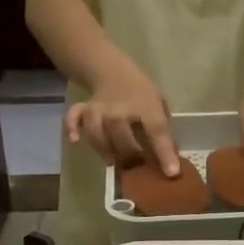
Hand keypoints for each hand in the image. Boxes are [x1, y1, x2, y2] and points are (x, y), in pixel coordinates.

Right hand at [66, 63, 180, 175]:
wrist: (112, 71)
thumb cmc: (141, 92)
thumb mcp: (160, 104)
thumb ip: (164, 128)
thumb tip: (169, 159)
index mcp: (146, 106)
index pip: (156, 131)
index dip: (164, 153)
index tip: (171, 173)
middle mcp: (121, 109)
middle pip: (124, 140)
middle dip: (132, 158)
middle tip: (136, 167)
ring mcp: (99, 110)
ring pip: (100, 136)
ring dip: (107, 152)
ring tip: (114, 161)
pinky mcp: (84, 111)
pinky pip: (74, 119)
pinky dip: (72, 128)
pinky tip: (75, 140)